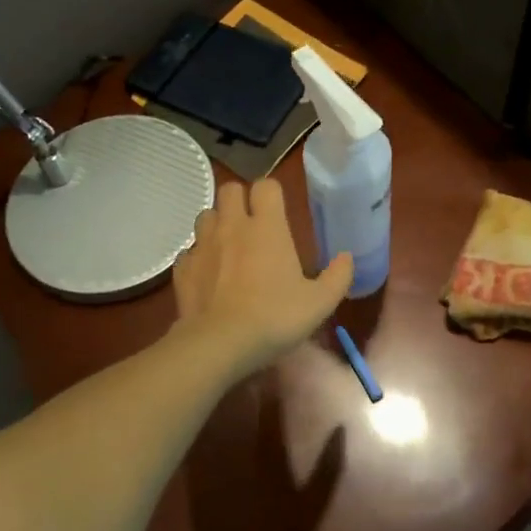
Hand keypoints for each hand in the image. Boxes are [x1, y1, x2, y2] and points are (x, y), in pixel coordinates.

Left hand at [171, 179, 352, 378]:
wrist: (219, 344)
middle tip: (253, 223)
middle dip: (240, 199)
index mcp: (267, 227)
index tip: (279, 211)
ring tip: (229, 245)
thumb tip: (347, 257)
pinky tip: (209, 274)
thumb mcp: (319, 303)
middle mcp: (232, 226)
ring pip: (206, 215)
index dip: (272, 193)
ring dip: (218, 224)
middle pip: (229, 189)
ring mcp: (203, 245)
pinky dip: (199, 256)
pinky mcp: (183, 268)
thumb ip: (338, 277)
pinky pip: (190, 250)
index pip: (265, 185)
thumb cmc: (274, 318)